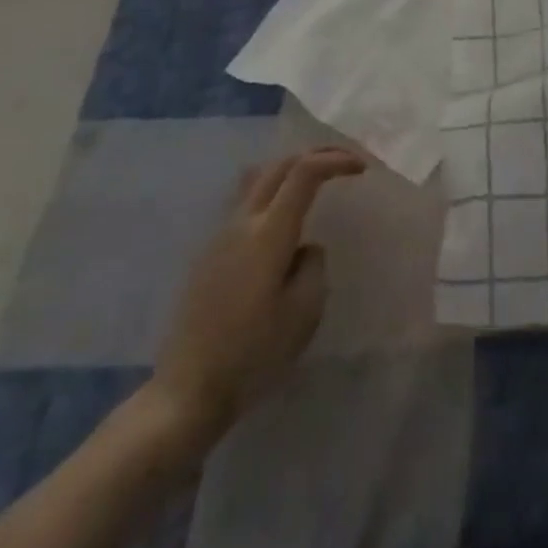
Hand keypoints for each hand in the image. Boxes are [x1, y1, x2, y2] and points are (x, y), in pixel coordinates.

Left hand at [140, 147, 364, 456]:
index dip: (335, 161)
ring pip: (258, 180)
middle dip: (315, 154)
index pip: (304, 172)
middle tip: (344, 163)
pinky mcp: (209, 254)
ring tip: (315, 183)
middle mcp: (242, 223)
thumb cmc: (251, 355)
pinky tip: (284, 220)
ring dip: (290, 170)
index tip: (361, 169)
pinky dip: (273, 193)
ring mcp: (220, 236)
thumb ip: (313, 266)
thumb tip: (305, 248)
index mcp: (268, 233)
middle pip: (279, 165)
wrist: (186, 392)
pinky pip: (246, 203)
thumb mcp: (304, 313)